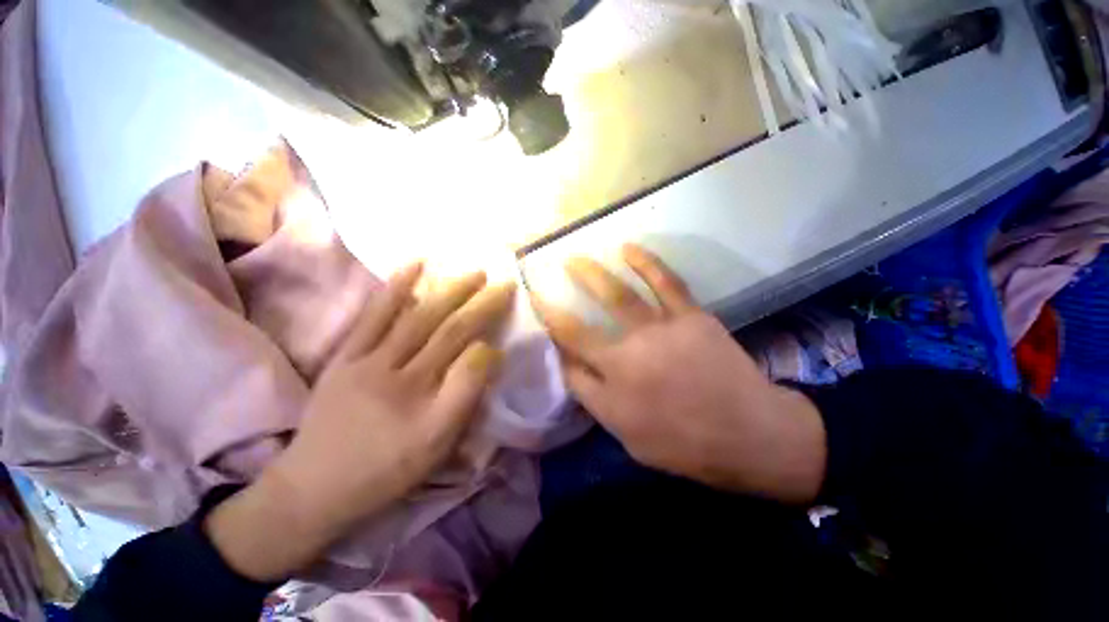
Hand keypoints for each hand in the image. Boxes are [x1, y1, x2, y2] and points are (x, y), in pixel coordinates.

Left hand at [207, 263, 515, 581]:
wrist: (315, 487)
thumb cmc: (387, 468)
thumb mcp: (437, 445)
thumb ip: (466, 395)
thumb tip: (488, 351)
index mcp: (425, 402)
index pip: (467, 354)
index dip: (489, 329)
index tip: (506, 314)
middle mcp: (399, 374)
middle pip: (446, 329)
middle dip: (478, 302)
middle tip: (500, 282)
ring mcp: (368, 360)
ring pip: (416, 317)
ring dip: (448, 291)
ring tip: (472, 273)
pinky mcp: (346, 355)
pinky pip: (373, 315)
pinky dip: (396, 287)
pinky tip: (414, 265)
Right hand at [535, 244, 825, 503]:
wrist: (751, 434)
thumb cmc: (686, 445)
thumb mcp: (629, 437)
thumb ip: (595, 398)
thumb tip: (569, 364)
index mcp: (612, 390)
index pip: (568, 361)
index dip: (549, 335)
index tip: (538, 316)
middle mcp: (627, 357)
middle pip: (580, 327)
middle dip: (556, 305)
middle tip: (543, 284)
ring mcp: (659, 332)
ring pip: (616, 296)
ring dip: (591, 275)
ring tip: (574, 259)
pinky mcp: (689, 316)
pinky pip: (665, 283)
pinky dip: (645, 262)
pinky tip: (628, 248)